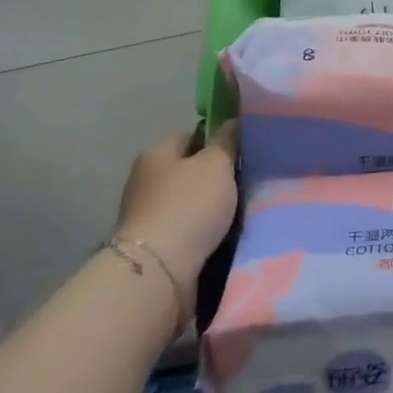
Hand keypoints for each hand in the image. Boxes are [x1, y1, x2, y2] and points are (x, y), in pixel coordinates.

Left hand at [116, 123, 238, 286]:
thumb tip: (232, 121)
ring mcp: (147, 216)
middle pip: (190, 171)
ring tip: (240, 212)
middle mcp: (145, 181)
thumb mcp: (216, 164)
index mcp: (156, 154)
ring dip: (211, 209)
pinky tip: (224, 236)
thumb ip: (227, 141)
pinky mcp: (153, 247)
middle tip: (246, 183)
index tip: (242, 154)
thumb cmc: (188, 206)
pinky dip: (203, 232)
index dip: (217, 142)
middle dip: (216, 178)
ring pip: (190, 203)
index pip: (191, 136)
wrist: (159, 272)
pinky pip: (186, 230)